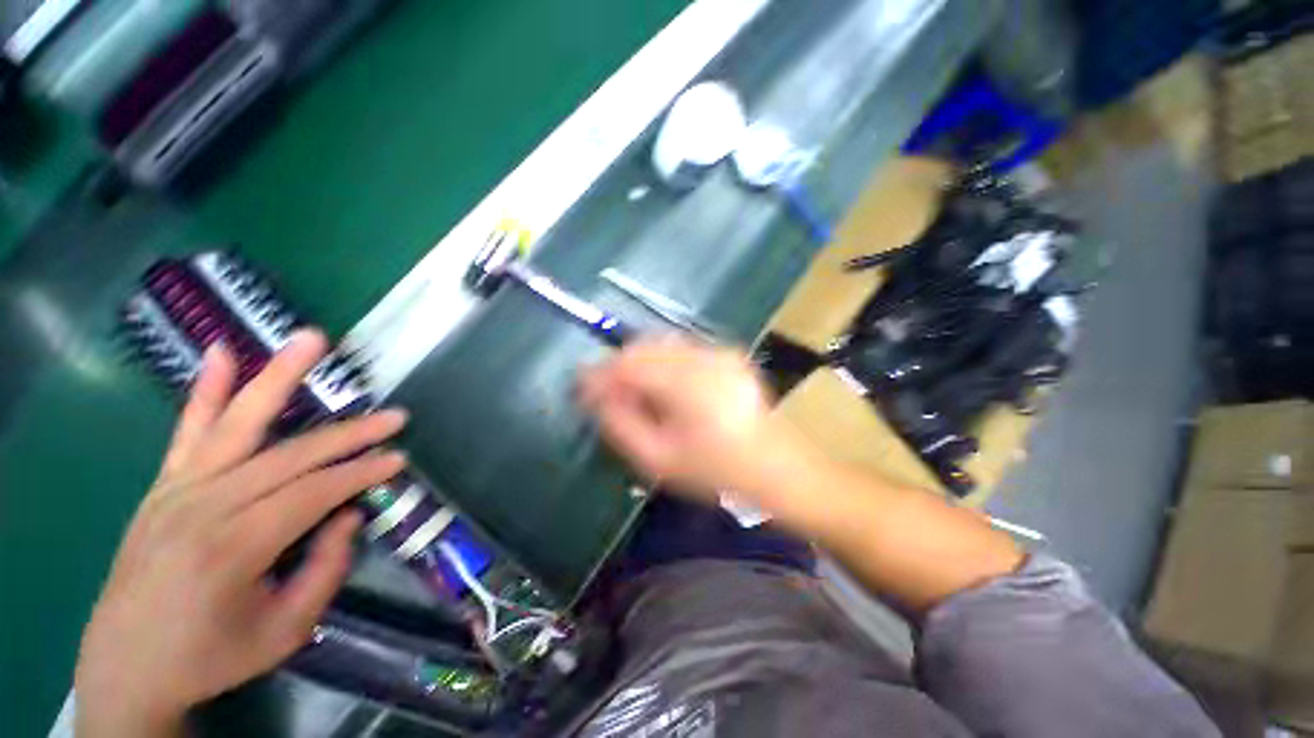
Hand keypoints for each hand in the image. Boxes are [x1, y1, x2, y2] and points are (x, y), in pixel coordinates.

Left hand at [75, 331, 407, 737]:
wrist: (128, 668)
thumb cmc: (211, 657)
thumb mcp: (285, 631)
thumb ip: (326, 570)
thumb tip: (347, 515)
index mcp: (233, 547)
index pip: (313, 492)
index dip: (361, 474)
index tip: (399, 460)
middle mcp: (203, 506)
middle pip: (289, 454)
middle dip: (349, 434)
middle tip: (394, 416)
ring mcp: (178, 489)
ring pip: (238, 422)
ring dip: (278, 376)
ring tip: (311, 339)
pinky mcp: (164, 485)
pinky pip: (188, 430)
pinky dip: (206, 389)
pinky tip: (221, 352)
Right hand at [578, 339, 797, 500]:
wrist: (778, 468)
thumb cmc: (717, 472)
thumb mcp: (659, 460)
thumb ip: (621, 424)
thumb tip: (596, 396)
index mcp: (686, 384)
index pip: (627, 364)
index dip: (599, 373)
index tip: (581, 387)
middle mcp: (703, 358)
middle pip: (644, 346)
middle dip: (618, 365)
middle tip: (606, 392)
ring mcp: (719, 353)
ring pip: (662, 344)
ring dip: (640, 362)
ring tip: (632, 390)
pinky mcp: (729, 356)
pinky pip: (683, 350)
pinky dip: (663, 362)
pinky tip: (663, 386)